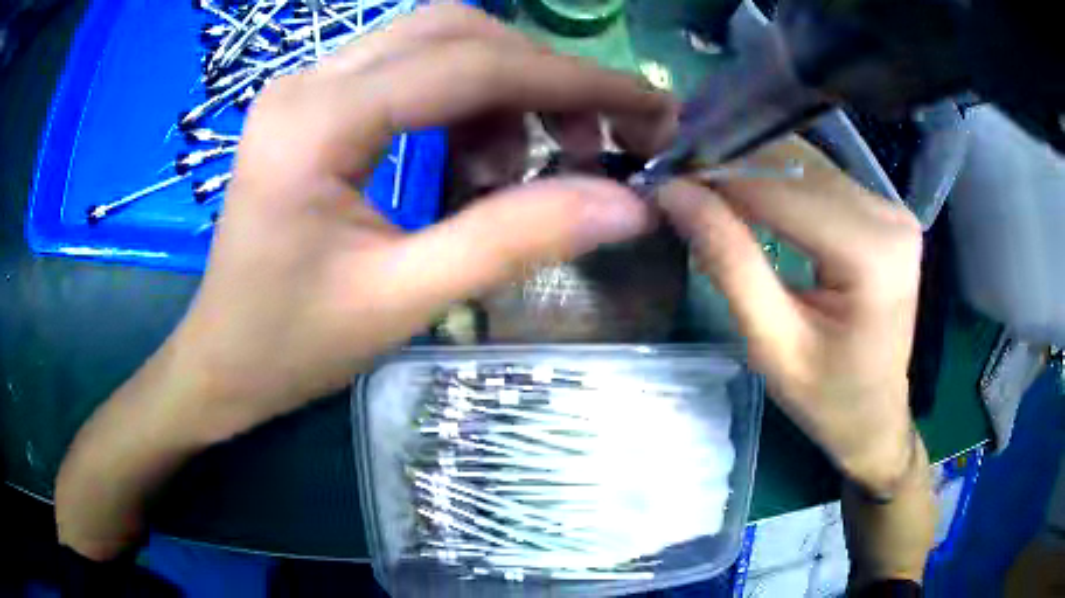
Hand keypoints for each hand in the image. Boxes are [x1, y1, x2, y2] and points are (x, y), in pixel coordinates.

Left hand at [168, 3, 673, 441]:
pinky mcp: (316, 104)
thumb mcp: (404, 300)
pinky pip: (411, 72)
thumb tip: (626, 205)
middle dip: (541, 76)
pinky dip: (465, 104)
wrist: (222, 359)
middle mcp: (309, 80)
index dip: (570, 82)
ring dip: (504, 89)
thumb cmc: (291, 345)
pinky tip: (477, 161)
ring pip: (436, 43)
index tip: (644, 106)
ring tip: (529, 163)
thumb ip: (514, 240)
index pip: (468, 66)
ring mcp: (308, 85)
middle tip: (593, 140)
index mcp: (316, 123)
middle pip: (455, 31)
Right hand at [658, 139, 923, 492]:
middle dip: (732, 169)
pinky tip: (748, 198)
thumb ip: (729, 263)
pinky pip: (822, 179)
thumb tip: (675, 193)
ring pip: (806, 164)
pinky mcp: (885, 211)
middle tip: (680, 184)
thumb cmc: (827, 398)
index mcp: (871, 254)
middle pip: (797, 167)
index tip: (664, 178)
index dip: (720, 177)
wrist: (875, 416)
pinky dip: (778, 182)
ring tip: (706, 190)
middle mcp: (888, 217)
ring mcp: (891, 209)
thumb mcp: (771, 344)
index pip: (783, 190)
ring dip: (752, 172)